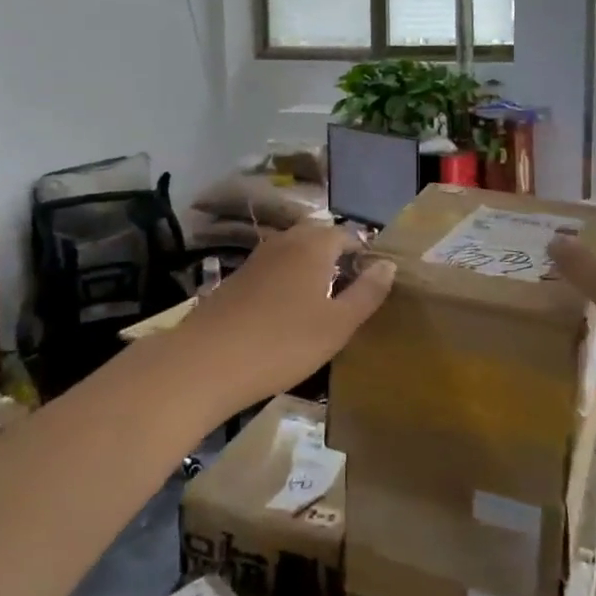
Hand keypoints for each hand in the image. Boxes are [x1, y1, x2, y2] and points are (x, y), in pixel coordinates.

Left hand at [175, 224, 394, 417]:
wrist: (207, 361)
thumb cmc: (284, 343)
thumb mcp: (337, 324)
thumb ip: (367, 292)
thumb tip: (388, 264)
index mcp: (314, 246)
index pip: (348, 234)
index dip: (364, 253)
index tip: (374, 280)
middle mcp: (285, 242)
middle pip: (318, 237)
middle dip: (337, 256)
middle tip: (350, 289)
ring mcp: (257, 258)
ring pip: (293, 251)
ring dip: (310, 267)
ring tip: (322, 301)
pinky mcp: (236, 278)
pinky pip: (273, 268)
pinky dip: (287, 280)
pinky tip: (287, 311)